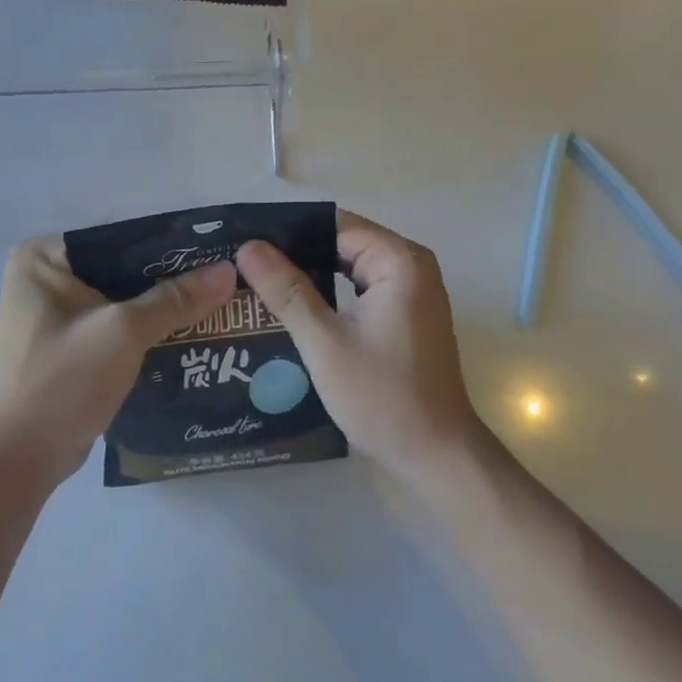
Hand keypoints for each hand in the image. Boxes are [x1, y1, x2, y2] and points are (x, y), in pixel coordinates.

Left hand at [0, 237, 235, 493]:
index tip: (216, 252)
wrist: (15, 465)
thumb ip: (176, 299)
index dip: (170, 246)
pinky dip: (146, 330)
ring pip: (122, 299)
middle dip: (170, 280)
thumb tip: (229, 270)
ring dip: (162, 307)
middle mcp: (44, 277)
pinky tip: (188, 334)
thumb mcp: (124, 332)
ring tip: (216, 304)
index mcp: (44, 257)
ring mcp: (53, 315)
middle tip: (223, 280)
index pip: (121, 238)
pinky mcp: (66, 347)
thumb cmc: (61, 383)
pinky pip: (115, 326)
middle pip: (123, 268)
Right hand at [235, 211, 482, 487]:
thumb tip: (248, 246)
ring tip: (259, 283)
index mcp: (399, 259)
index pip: (334, 226)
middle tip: (245, 266)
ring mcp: (412, 290)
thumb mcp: (324, 342)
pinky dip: (331, 294)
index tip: (247, 243)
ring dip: (311, 275)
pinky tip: (294, 308)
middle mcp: (411, 264)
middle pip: (343, 243)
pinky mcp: (407, 314)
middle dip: (297, 254)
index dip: (290, 233)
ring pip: (350, 266)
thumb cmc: (382, 396)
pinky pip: (361, 288)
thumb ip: (286, 290)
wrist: (436, 456)